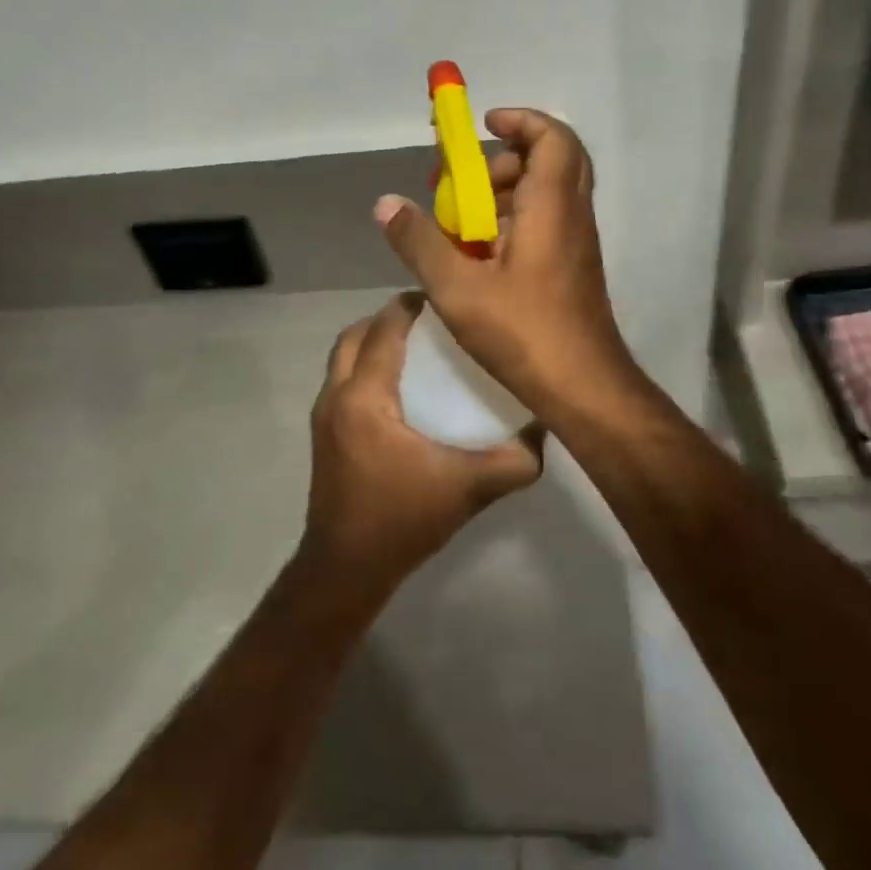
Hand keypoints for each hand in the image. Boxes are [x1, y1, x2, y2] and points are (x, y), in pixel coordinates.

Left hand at [302, 294, 541, 593]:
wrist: (346, 569)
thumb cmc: (402, 521)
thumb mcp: (468, 489)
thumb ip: (514, 461)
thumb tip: (547, 429)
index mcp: (364, 397)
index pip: (383, 331)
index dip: (409, 307)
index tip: (444, 299)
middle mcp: (336, 396)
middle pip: (355, 335)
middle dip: (387, 318)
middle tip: (430, 319)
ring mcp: (323, 416)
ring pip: (342, 357)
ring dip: (372, 341)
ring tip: (415, 346)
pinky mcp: (323, 434)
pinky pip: (341, 380)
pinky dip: (364, 366)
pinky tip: (398, 388)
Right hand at [374, 108, 640, 421]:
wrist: (584, 388)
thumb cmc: (524, 333)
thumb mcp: (457, 289)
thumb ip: (420, 243)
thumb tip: (386, 204)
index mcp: (551, 207)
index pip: (552, 137)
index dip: (521, 120)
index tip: (484, 125)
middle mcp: (572, 216)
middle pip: (550, 160)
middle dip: (504, 159)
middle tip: (464, 181)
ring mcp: (576, 243)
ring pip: (547, 194)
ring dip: (505, 193)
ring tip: (461, 223)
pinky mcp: (572, 268)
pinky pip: (546, 223)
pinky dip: (514, 222)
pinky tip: (479, 257)